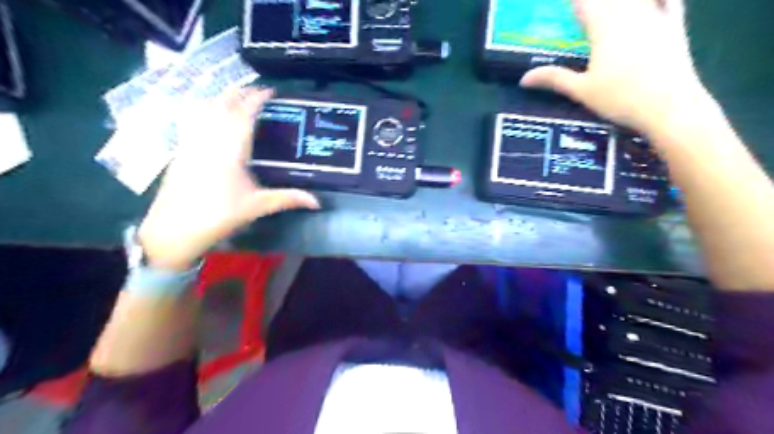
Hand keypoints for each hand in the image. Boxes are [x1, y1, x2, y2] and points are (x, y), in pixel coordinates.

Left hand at [139, 86, 320, 271]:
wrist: (174, 228)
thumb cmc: (219, 215)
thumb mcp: (257, 207)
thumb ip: (288, 199)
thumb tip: (317, 202)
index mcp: (230, 150)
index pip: (244, 115)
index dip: (256, 99)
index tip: (269, 90)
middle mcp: (209, 139)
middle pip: (222, 105)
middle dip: (238, 92)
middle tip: (255, 88)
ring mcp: (191, 142)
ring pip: (203, 108)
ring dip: (220, 97)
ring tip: (234, 95)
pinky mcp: (181, 149)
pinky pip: (192, 119)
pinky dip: (203, 108)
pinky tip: (208, 113)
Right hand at [520, 0, 711, 134]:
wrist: (669, 106)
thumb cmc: (620, 99)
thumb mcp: (581, 91)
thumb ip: (553, 79)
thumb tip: (523, 79)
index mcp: (603, 27)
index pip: (583, 3)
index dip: (574, 3)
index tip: (566, 7)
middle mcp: (629, 14)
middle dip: (593, 4)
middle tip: (581, 14)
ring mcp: (655, 17)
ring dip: (618, 4)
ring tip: (607, 10)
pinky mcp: (674, 26)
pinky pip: (669, 0)